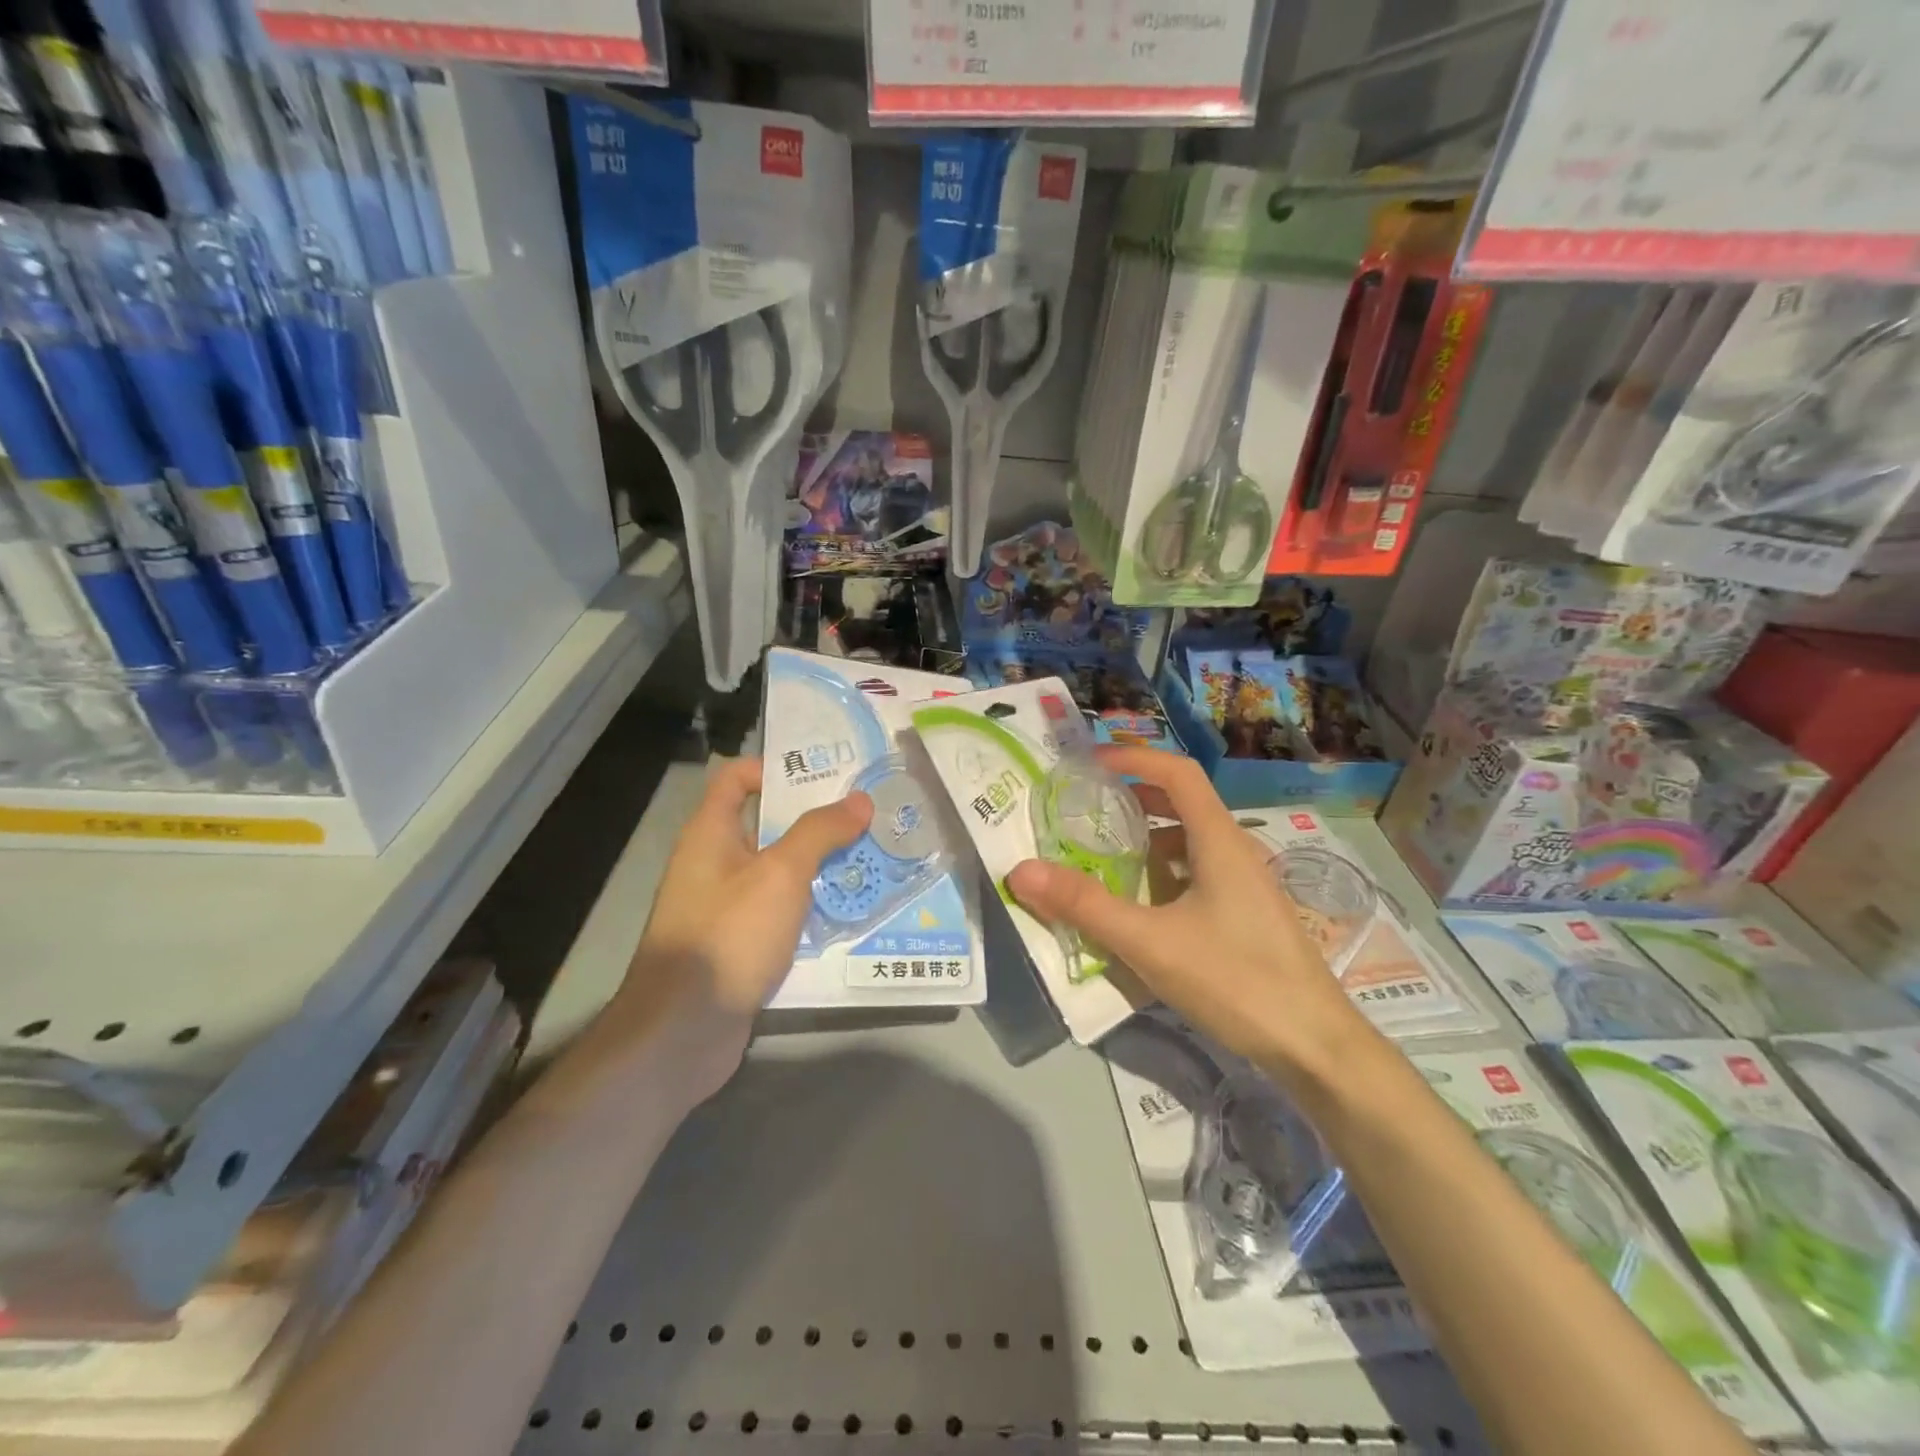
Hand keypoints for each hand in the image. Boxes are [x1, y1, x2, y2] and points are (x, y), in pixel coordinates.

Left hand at [617, 756, 871, 1100]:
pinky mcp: (740, 945)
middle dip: (815, 820)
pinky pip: (780, 913)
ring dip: (819, 866)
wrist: (683, 1031)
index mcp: (710, 834)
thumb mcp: (780, 874)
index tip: (826, 774)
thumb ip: (820, 833)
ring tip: (871, 858)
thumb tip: (860, 800)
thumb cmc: (729, 935)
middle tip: (867, 816)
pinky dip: (810, 908)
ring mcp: (726, 908)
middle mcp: (714, 864)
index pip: (736, 778)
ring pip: (778, 872)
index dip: (775, 768)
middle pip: (766, 825)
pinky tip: (849, 910)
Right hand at [1005, 745, 1366, 1072]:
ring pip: (1192, 842)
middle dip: (1135, 798)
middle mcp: (1237, 852)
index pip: (1178, 773)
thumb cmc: (1236, 981)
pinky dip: (1166, 874)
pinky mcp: (1249, 916)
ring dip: (1149, 839)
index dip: (1134, 759)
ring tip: (1106, 856)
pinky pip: (1200, 874)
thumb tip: (1021, 871)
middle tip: (1089, 808)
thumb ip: (1085, 906)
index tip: (1090, 763)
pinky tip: (1144, 907)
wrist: (1316, 1046)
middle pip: (1184, 804)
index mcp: (1219, 841)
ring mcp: (1247, 885)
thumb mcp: (1150, 943)